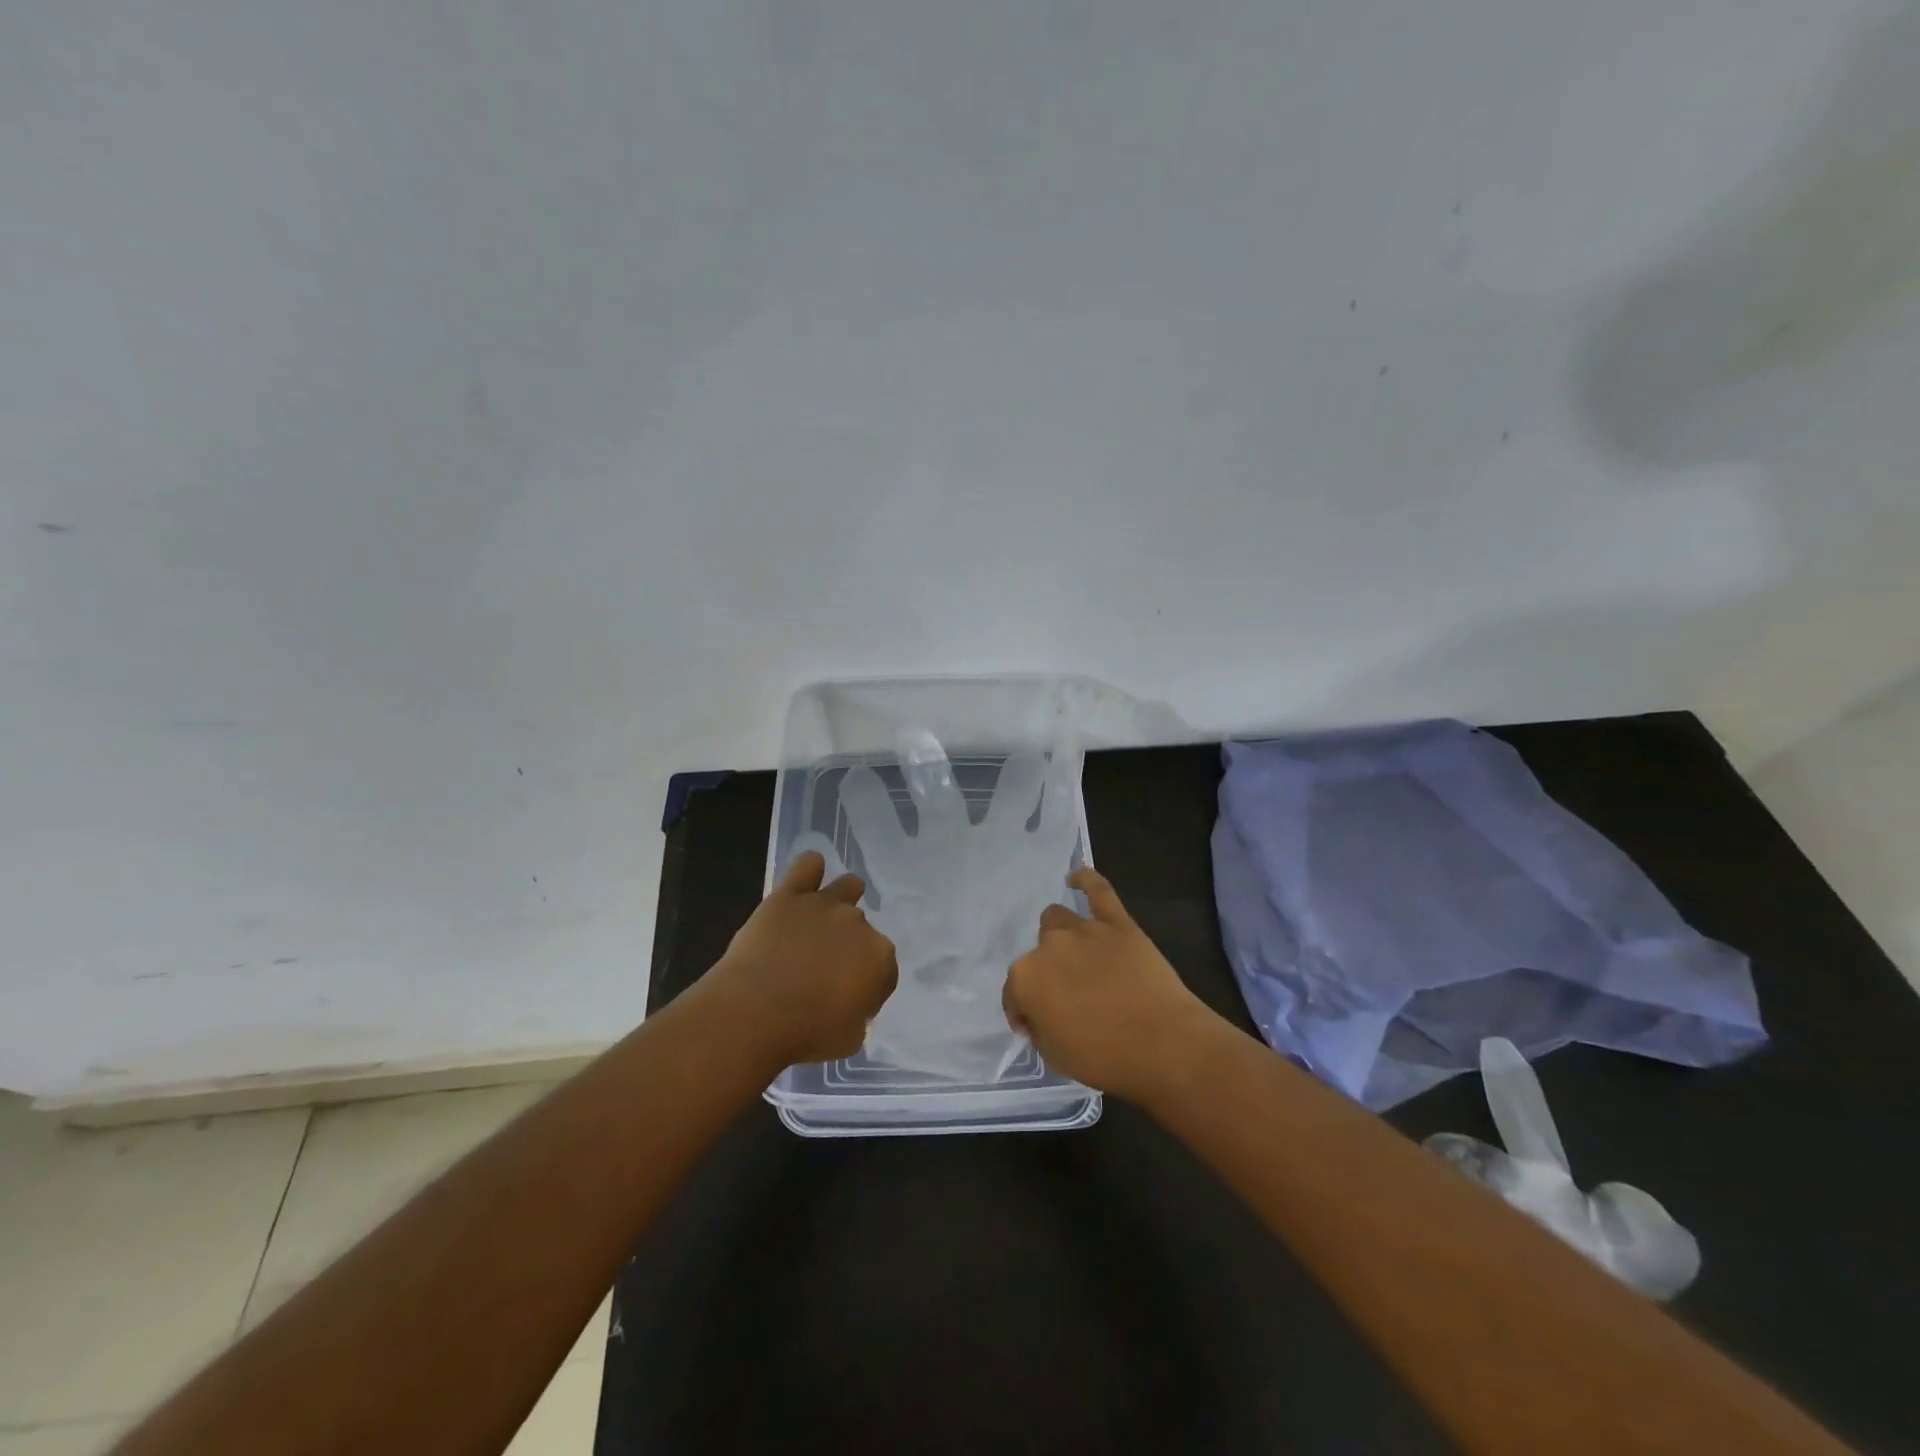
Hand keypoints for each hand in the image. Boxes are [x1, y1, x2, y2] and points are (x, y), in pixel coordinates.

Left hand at [705, 850, 898, 1068]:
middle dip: (849, 948)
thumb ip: (860, 1013)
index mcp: (880, 959)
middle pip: (863, 930)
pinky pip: (808, 865)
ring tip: (822, 919)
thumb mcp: (850, 1038)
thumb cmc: (804, 1034)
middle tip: (822, 972)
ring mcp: (825, 904)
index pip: (884, 969)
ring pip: (847, 887)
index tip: (848, 1000)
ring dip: (842, 900)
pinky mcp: (790, 895)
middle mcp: (859, 924)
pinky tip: (807, 877)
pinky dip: (810, 869)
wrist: (753, 1013)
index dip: (868, 986)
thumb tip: (850, 1000)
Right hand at [1003, 866, 1219, 1101]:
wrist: (1163, 1044)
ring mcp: (1084, 930)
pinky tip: (1078, 876)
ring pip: (1057, 919)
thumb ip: (1040, 1028)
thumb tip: (1041, 1014)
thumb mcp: (1055, 1056)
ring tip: (1077, 956)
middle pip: (1038, 954)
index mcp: (1025, 979)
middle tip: (1068, 997)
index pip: (1013, 993)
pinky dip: (1086, 880)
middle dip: (1047, 974)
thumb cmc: (1105, 1058)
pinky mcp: (1118, 923)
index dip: (1023, 1012)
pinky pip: (1098, 890)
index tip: (1037, 1027)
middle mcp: (1048, 947)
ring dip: (1061, 937)